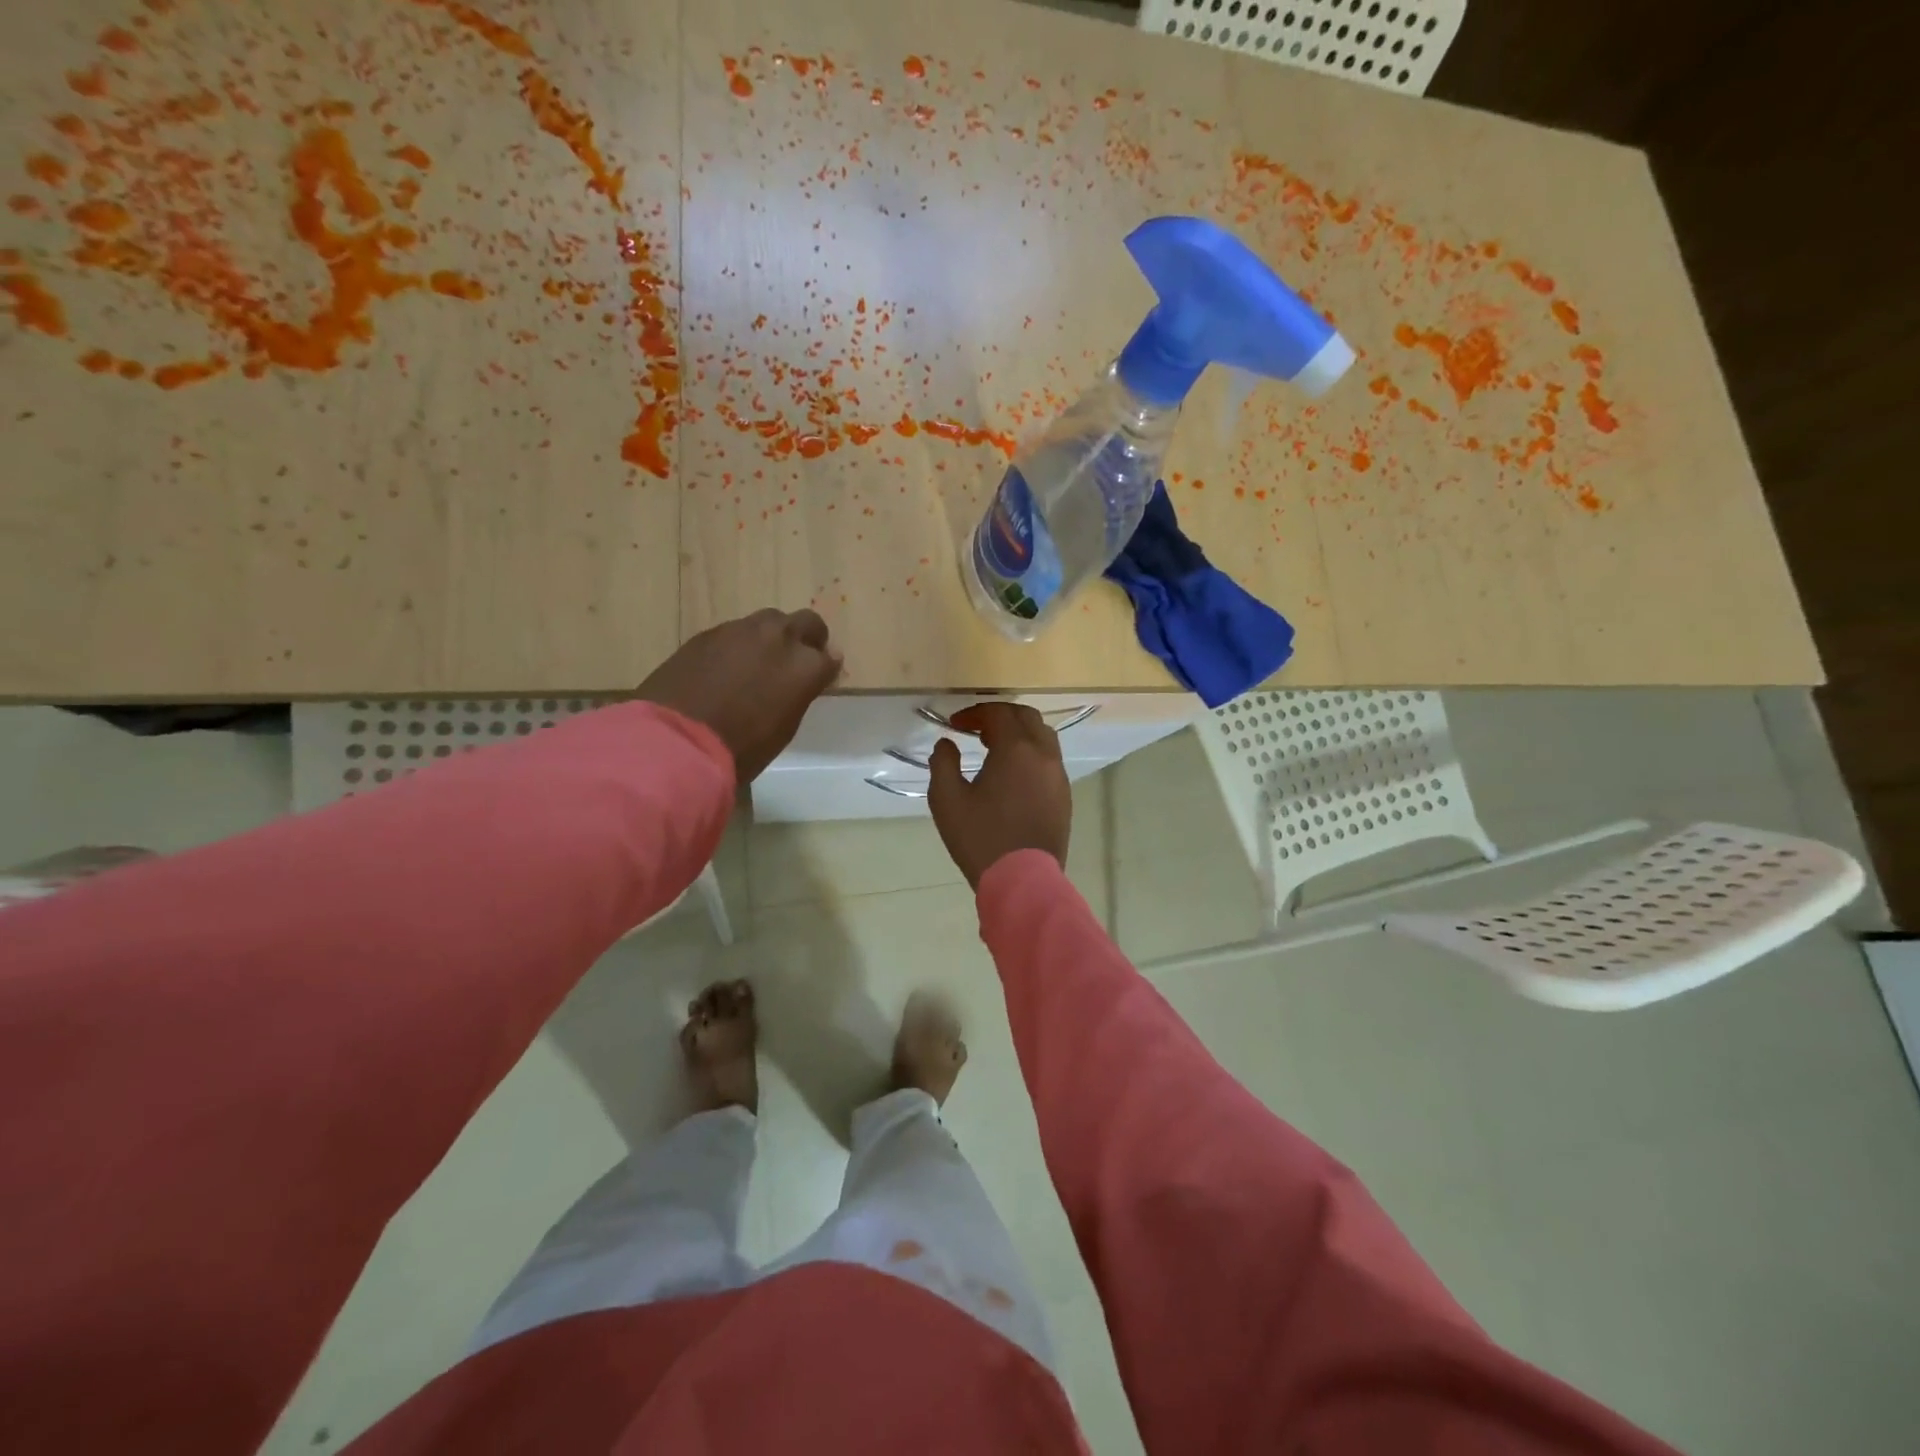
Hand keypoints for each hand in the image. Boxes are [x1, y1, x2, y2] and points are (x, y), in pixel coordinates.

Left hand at [637, 608, 841, 781]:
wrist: (677, 741)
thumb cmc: (742, 748)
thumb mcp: (784, 727)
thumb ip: (798, 695)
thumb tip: (804, 680)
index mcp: (806, 666)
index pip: (830, 659)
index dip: (825, 670)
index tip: (817, 681)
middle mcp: (780, 638)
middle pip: (806, 623)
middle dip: (807, 639)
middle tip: (795, 662)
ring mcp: (741, 630)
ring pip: (769, 621)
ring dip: (772, 638)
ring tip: (758, 663)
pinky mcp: (708, 633)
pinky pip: (736, 632)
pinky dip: (739, 645)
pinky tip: (726, 668)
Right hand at [927, 702, 1071, 888]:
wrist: (1023, 879)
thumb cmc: (981, 837)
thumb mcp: (947, 800)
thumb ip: (943, 763)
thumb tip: (946, 744)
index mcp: (1017, 749)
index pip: (998, 713)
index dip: (974, 713)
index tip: (955, 724)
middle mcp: (1044, 755)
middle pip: (1026, 717)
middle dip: (1000, 716)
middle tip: (976, 729)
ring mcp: (1059, 776)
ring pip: (1043, 737)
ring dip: (1019, 733)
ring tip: (994, 748)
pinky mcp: (1064, 796)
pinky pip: (1050, 760)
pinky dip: (1031, 753)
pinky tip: (1013, 774)